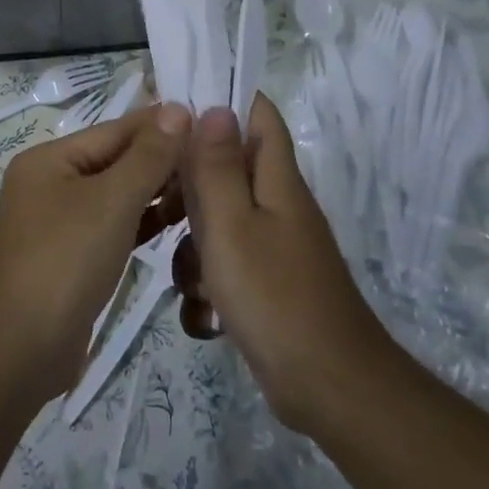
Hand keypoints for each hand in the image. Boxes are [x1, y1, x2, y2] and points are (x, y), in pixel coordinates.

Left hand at [0, 104, 190, 399]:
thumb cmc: (64, 260)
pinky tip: (179, 220)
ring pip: (117, 195)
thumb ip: (147, 156)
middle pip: (116, 160)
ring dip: (157, 191)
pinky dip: (143, 221)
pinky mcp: (73, 257)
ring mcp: (60, 223)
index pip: (115, 130)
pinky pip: (114, 227)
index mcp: (50, 159)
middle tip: (217, 158)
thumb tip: (177, 109)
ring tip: (207, 186)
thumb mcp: (111, 201)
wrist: (20, 348)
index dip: (162, 125)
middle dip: (162, 159)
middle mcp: (52, 183)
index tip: (211, 120)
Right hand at [177, 96, 395, 431]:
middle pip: (226, 170)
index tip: (172, 111)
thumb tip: (215, 105)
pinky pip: (226, 267)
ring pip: (219, 224)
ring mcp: (274, 247)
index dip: (219, 101)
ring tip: (191, 282)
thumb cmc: (273, 296)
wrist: (328, 388)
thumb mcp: (231, 225)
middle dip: (189, 189)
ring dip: (194, 248)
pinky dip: (209, 286)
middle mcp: (278, 205)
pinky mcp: (267, 285)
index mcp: (276, 179)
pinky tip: (204, 316)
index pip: (256, 114)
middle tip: (160, 210)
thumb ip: (216, 166)